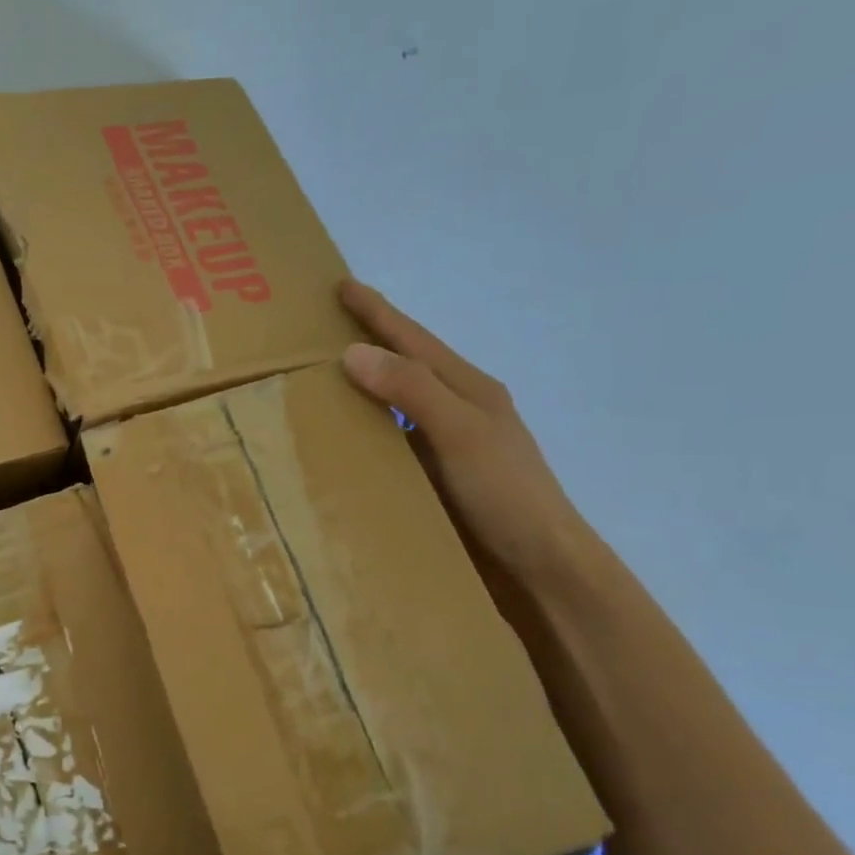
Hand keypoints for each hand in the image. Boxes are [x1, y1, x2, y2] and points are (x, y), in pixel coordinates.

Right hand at [338, 278, 597, 587]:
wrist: (539, 568)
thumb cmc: (506, 494)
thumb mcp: (461, 433)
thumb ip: (412, 390)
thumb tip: (353, 352)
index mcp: (468, 391)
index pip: (413, 341)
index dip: (378, 312)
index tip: (341, 286)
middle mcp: (454, 412)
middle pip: (402, 368)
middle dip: (365, 344)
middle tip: (318, 331)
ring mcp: (443, 449)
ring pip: (392, 409)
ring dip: (358, 392)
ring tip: (315, 385)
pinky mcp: (431, 482)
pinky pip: (388, 446)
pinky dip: (361, 437)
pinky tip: (336, 445)